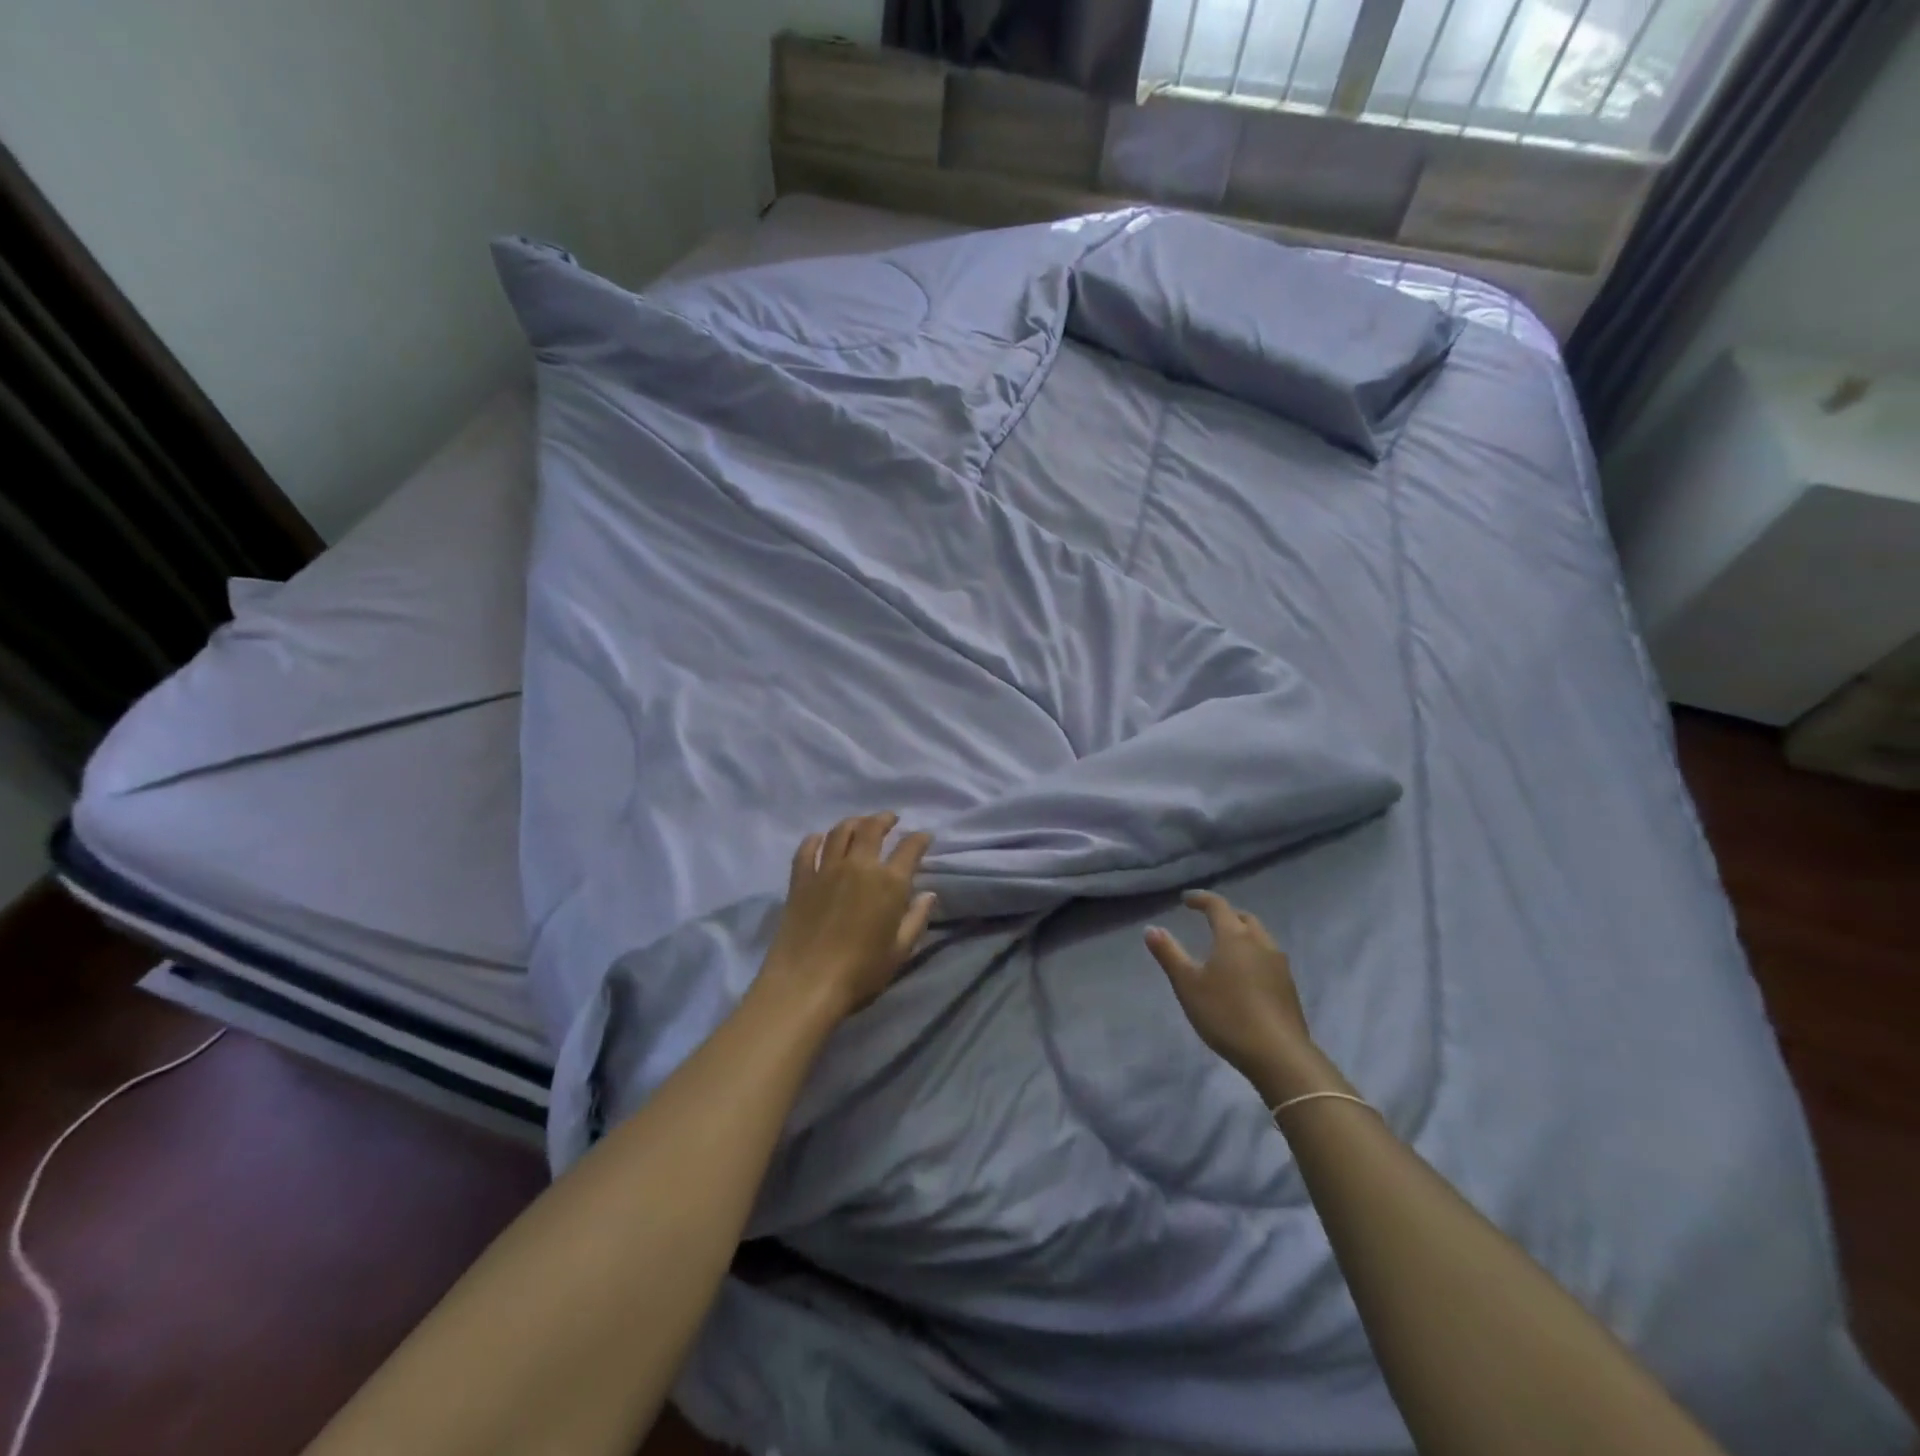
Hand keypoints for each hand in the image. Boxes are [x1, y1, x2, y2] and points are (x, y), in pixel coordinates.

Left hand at [760, 813, 935, 1021]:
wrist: (805, 984)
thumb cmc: (860, 973)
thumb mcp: (899, 951)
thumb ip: (916, 919)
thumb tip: (928, 894)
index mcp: (889, 882)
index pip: (909, 848)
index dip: (920, 839)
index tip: (924, 837)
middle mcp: (859, 866)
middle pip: (872, 828)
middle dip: (884, 819)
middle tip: (890, 819)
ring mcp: (826, 870)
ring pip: (840, 832)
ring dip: (853, 822)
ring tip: (859, 824)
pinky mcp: (800, 880)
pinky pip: (807, 850)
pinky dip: (815, 840)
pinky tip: (818, 839)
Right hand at [1146, 891, 1314, 1084]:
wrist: (1278, 1054)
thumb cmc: (1226, 1013)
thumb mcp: (1187, 984)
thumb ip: (1169, 953)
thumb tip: (1151, 928)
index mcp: (1234, 936)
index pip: (1217, 906)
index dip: (1200, 899)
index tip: (1186, 900)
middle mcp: (1260, 943)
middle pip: (1243, 918)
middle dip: (1225, 915)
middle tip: (1208, 920)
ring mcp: (1279, 965)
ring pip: (1260, 937)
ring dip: (1242, 934)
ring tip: (1226, 947)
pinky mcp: (1289, 986)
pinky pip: (1268, 957)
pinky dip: (1253, 954)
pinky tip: (1245, 974)